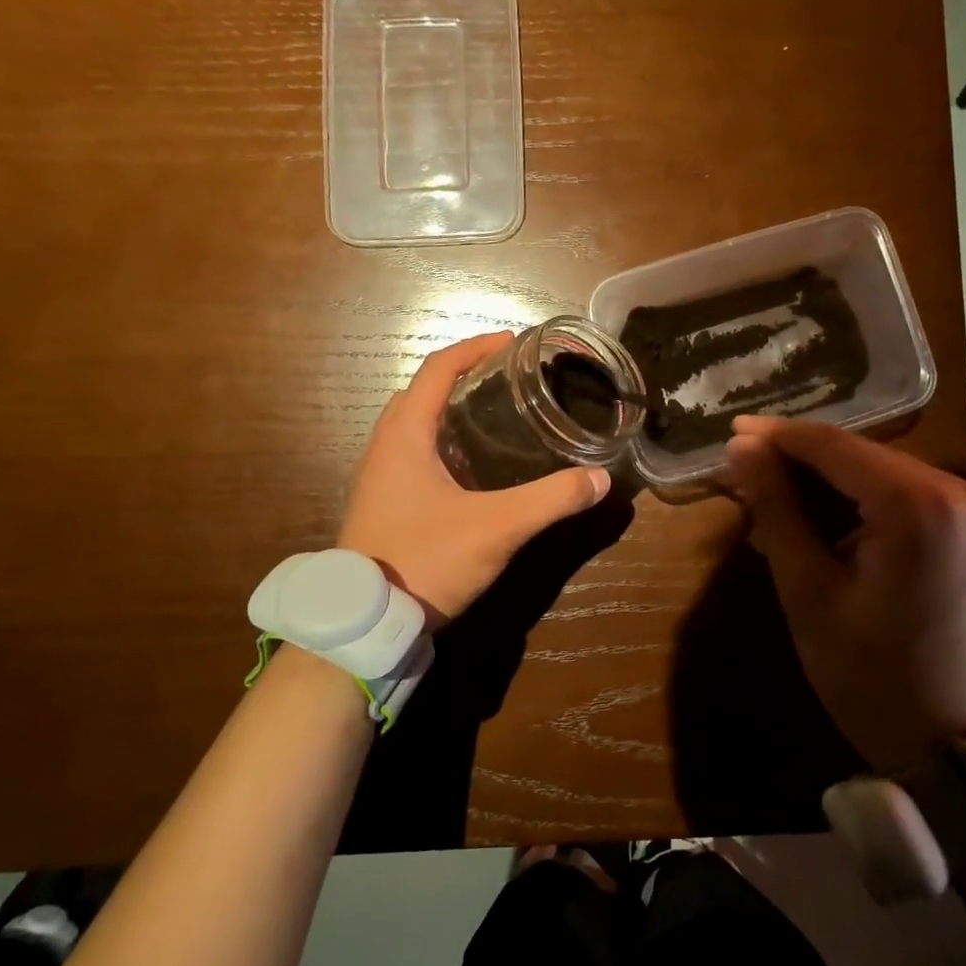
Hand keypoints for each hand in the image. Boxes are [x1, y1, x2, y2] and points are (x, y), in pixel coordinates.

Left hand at [339, 332, 610, 623]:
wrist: (366, 623)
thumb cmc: (425, 560)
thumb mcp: (496, 528)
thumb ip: (550, 501)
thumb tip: (599, 479)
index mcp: (404, 435)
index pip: (438, 369)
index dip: (475, 348)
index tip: (513, 343)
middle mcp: (385, 447)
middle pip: (423, 392)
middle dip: (465, 376)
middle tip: (509, 380)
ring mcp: (380, 477)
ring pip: (415, 424)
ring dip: (452, 409)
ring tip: (498, 415)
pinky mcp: (384, 502)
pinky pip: (414, 453)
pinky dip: (444, 441)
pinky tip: (476, 467)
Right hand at [724, 416, 965, 771]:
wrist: (962, 749)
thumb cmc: (873, 678)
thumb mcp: (809, 592)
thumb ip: (776, 509)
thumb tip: (742, 450)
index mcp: (917, 504)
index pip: (832, 445)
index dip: (776, 435)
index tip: (728, 433)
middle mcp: (957, 489)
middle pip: (858, 455)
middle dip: (797, 461)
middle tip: (742, 477)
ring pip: (878, 473)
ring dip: (824, 484)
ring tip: (770, 505)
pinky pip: (903, 496)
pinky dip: (857, 503)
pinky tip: (818, 524)